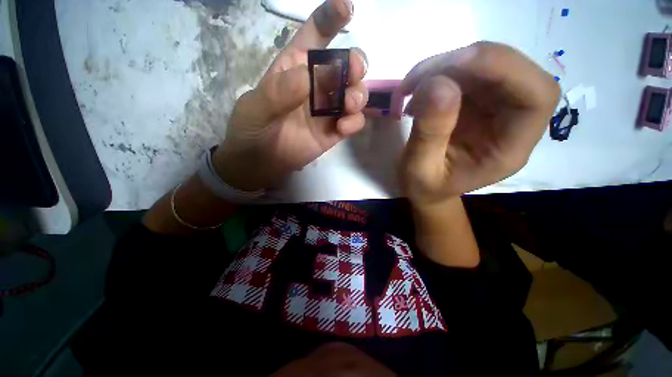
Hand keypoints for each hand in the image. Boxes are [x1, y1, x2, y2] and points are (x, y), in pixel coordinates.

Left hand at [212, 0, 367, 190]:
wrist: (259, 163)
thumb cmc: (252, 130)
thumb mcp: (256, 107)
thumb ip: (278, 91)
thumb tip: (307, 77)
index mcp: (295, 68)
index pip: (315, 36)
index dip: (331, 18)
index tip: (347, 8)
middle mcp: (316, 86)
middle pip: (345, 65)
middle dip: (354, 64)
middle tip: (352, 73)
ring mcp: (327, 111)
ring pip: (355, 93)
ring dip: (358, 95)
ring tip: (347, 106)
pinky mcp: (334, 132)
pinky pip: (353, 121)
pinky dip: (354, 122)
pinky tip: (343, 128)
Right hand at [398, 41, 559, 207]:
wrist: (425, 188)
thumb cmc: (425, 187)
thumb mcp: (420, 170)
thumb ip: (430, 134)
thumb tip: (435, 84)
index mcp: (510, 148)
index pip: (537, 96)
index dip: (504, 69)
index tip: (453, 68)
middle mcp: (512, 122)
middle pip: (512, 70)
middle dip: (464, 63)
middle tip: (418, 79)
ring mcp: (495, 107)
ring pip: (486, 64)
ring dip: (445, 65)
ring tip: (411, 87)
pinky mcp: (476, 101)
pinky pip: (466, 72)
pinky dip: (439, 71)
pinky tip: (417, 88)